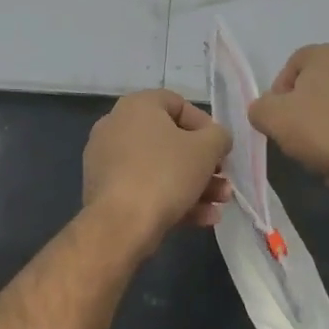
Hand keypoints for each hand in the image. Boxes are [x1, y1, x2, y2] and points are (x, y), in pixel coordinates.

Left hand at [84, 90, 232, 253]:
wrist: (120, 224)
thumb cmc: (165, 174)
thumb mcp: (207, 149)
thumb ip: (219, 136)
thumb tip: (217, 138)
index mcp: (136, 106)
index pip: (177, 104)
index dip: (205, 125)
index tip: (220, 148)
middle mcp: (116, 126)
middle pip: (170, 141)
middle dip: (203, 163)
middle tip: (223, 179)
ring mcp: (107, 160)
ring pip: (160, 168)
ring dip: (195, 184)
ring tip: (220, 203)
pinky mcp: (105, 190)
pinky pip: (144, 187)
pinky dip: (173, 198)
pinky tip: (203, 218)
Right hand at [249, 44, 328, 191]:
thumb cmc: (323, 131)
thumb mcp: (272, 119)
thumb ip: (260, 108)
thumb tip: (264, 110)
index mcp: (327, 56)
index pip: (293, 64)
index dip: (280, 91)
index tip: (277, 118)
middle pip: (322, 86)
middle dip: (308, 111)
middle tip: (298, 138)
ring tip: (325, 156)